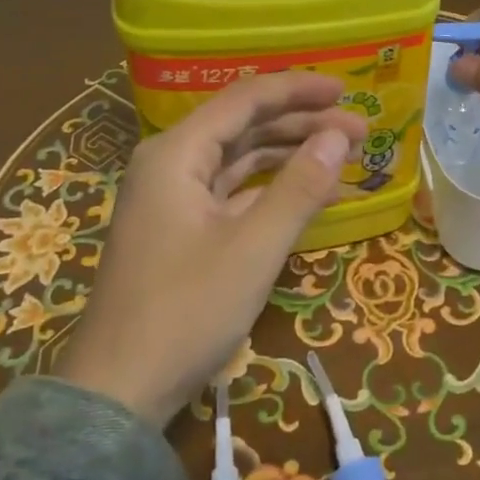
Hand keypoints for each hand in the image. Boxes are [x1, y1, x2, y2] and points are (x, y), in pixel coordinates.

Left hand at [55, 71, 365, 425]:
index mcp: (176, 154)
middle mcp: (170, 164)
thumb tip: (338, 136)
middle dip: (302, 124)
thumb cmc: (186, 311)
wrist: (120, 390)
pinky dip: (271, 189)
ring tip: (343, 157)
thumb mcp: (254, 247)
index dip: (298, 89)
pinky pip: (233, 193)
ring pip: (239, 159)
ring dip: (290, 155)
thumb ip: (299, 187)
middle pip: (244, 126)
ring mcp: (173, 199)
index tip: (347, 90)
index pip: (245, 99)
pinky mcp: (181, 230)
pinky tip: (309, 194)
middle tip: (360, 132)